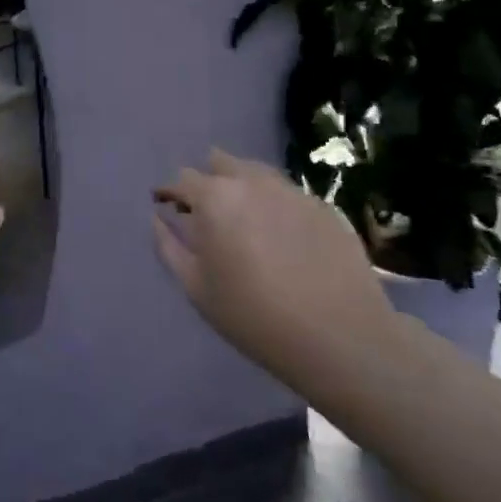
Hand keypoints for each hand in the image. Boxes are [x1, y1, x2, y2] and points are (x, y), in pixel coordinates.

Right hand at [152, 149, 401, 403]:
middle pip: (220, 163)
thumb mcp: (198, 289)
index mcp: (215, 197)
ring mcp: (291, 191)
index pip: (183, 179)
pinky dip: (274, 205)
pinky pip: (287, 194)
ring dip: (241, 186)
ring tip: (244, 220)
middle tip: (208, 214)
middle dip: (208, 181)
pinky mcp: (323, 207)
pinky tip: (281, 235)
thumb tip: (159, 218)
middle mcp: (252, 182)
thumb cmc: (255, 316)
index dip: (171, 193)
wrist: (341, 338)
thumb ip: (170, 247)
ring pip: (256, 173)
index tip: (168, 208)